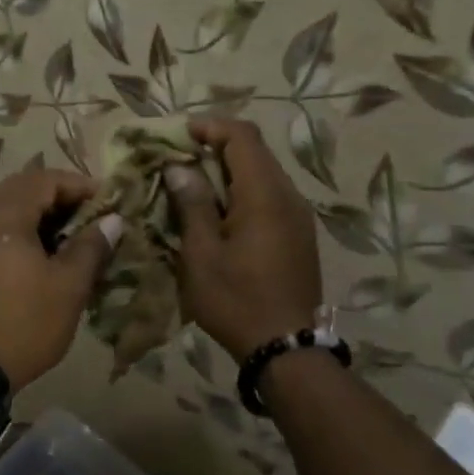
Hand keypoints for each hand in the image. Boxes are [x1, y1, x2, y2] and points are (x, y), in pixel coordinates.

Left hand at [0, 169, 122, 388]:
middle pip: (22, 189)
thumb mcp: (68, 286)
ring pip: (4, 208)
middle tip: (91, 219)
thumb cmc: (24, 323)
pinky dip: (16, 231)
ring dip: (37, 215)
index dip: (80, 186)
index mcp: (2, 213)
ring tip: (68, 239)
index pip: (45, 179)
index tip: (109, 203)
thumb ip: (91, 246)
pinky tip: (37, 255)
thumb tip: (112, 220)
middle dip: (59, 199)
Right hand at [166, 118, 323, 360]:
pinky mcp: (297, 234)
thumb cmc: (235, 300)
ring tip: (190, 186)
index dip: (209, 127)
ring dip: (226, 171)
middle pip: (254, 152)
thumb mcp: (201, 253)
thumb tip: (180, 168)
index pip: (242, 136)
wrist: (285, 347)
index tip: (176, 136)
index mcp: (264, 195)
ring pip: (261, 174)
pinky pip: (268, 197)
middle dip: (214, 147)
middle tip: (176, 160)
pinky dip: (240, 192)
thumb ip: (192, 204)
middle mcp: (288, 197)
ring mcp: (297, 216)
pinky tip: (216, 213)